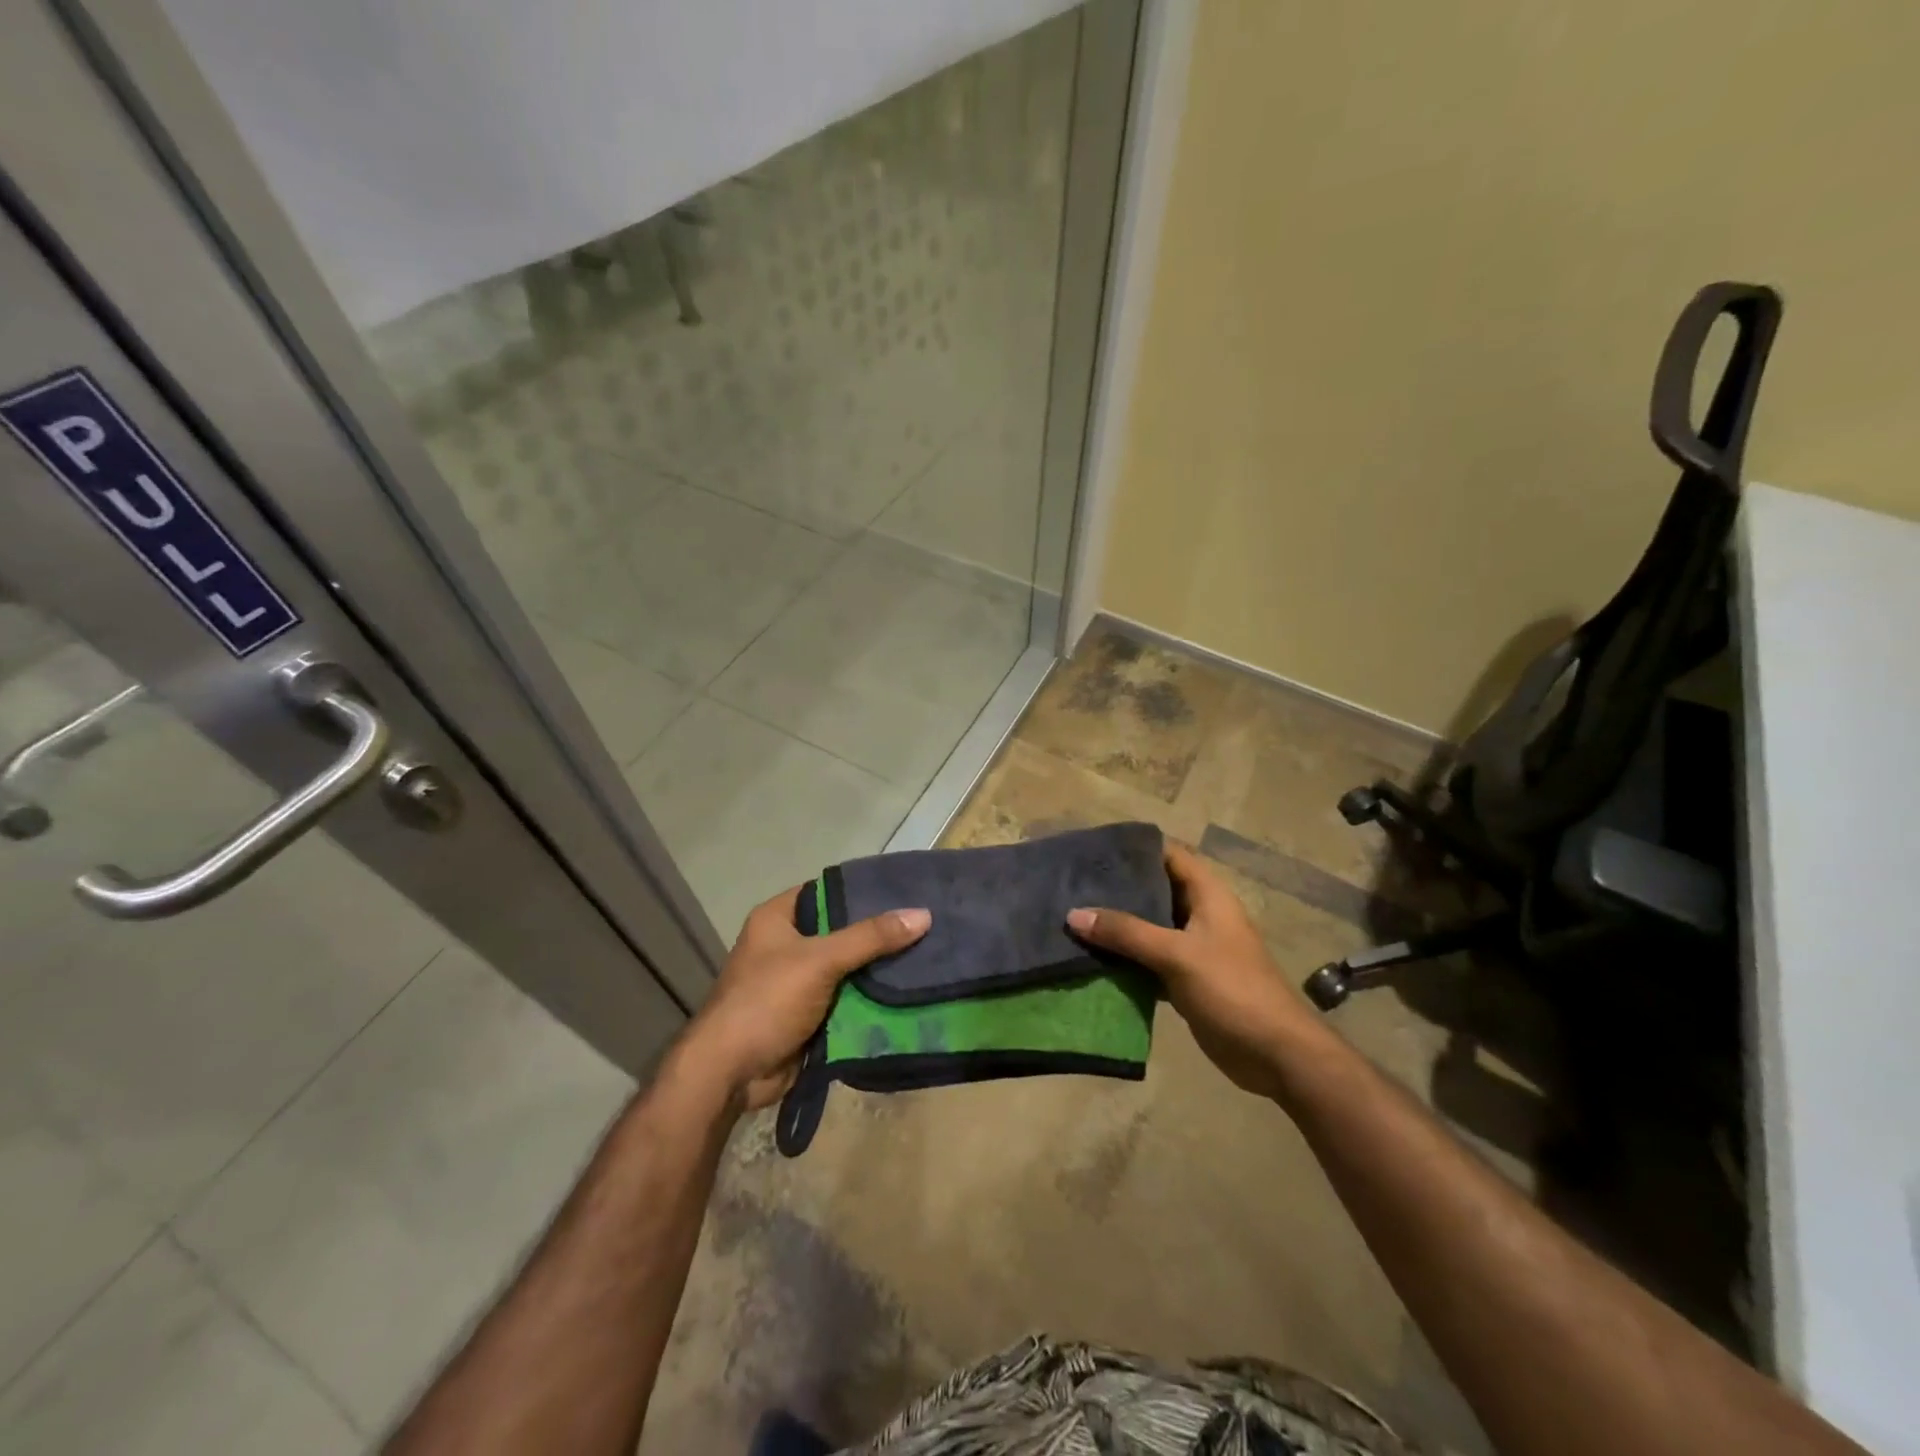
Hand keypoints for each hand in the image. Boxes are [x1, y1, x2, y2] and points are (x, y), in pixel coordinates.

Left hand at [675, 886, 931, 1111]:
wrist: (730, 1074)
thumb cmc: (766, 1000)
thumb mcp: (820, 960)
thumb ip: (870, 938)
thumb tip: (923, 914)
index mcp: (778, 919)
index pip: (827, 891)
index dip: (862, 890)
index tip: (904, 890)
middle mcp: (787, 945)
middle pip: (841, 931)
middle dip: (878, 933)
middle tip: (925, 924)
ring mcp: (797, 983)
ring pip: (848, 968)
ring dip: (878, 969)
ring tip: (928, 954)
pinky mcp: (808, 1015)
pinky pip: (847, 999)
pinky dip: (871, 999)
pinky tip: (910, 991)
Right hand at [1068, 841, 1323, 1099]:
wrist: (1276, 1054)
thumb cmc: (1232, 989)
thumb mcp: (1177, 955)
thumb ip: (1127, 932)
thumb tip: (1074, 914)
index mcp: (1208, 895)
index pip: (1169, 855)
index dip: (1135, 848)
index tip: (1094, 848)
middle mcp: (1201, 915)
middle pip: (1155, 890)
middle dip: (1118, 888)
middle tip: (1074, 884)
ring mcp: (1194, 948)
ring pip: (1149, 927)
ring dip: (1119, 926)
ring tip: (1074, 917)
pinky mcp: (1187, 979)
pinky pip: (1149, 960)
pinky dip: (1126, 959)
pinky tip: (1093, 958)